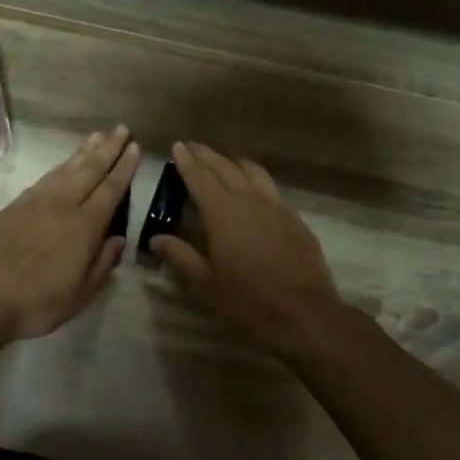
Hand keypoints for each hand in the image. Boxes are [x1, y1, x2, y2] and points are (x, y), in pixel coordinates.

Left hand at [0, 126, 139, 339]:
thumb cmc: (37, 302)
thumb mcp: (81, 294)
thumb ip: (103, 263)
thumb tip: (118, 238)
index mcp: (84, 227)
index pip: (110, 189)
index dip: (123, 168)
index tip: (134, 148)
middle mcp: (62, 206)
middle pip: (89, 170)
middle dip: (107, 149)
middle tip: (121, 129)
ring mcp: (35, 203)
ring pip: (65, 170)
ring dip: (83, 152)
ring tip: (96, 136)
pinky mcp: (14, 206)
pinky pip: (44, 179)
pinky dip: (59, 167)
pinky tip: (64, 165)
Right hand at [149, 142, 346, 355]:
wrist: (303, 313)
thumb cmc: (247, 300)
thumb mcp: (205, 282)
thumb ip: (180, 255)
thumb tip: (156, 238)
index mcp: (222, 212)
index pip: (200, 177)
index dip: (187, 161)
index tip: (177, 145)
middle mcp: (249, 200)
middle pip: (225, 167)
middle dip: (207, 155)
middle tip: (193, 146)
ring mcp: (276, 206)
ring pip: (252, 171)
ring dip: (234, 161)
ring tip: (224, 159)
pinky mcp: (294, 218)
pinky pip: (271, 187)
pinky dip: (256, 178)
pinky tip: (254, 187)